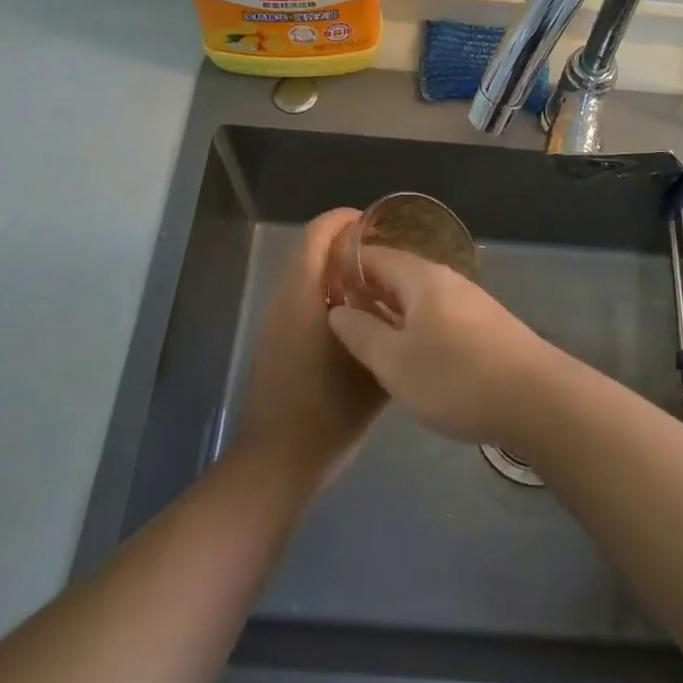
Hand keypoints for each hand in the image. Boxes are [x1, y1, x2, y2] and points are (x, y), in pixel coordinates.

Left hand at [235, 208, 385, 487]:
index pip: (317, 235)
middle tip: (385, 255)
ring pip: (305, 278)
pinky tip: (356, 320)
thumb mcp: (373, 369)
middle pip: (309, 253)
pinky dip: (326, 295)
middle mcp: (284, 302)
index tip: (375, 223)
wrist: (278, 462)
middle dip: (344, 245)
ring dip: (334, 271)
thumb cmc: (328, 411)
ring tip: (377, 284)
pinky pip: (301, 302)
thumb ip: (387, 330)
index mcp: (304, 297)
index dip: (343, 220)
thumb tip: (406, 307)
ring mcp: (275, 324)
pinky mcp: (275, 344)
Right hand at [326, 239, 555, 444]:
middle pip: (397, 275)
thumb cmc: (456, 377)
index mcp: (421, 277)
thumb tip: (337, 309)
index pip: (373, 256)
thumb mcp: (395, 362)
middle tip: (335, 318)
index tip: (317, 289)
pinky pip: (437, 316)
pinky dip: (414, 327)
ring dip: (390, 312)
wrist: (537, 400)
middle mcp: (446, 280)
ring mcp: (469, 303)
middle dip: (366, 291)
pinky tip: (408, 355)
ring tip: (364, 339)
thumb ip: (361, 333)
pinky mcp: (485, 327)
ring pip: (418, 298)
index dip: (343, 268)